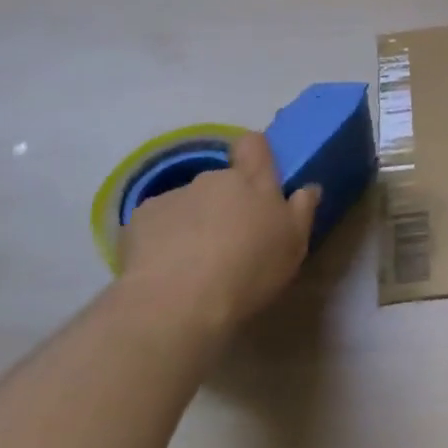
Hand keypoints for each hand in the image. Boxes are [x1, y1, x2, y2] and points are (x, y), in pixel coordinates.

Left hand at [116, 131, 318, 353]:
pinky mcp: (140, 218)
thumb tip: (308, 187)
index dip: (255, 154)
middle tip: (228, 241)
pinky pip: (156, 222)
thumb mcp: (293, 246)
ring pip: (188, 202)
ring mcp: (175, 195)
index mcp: (254, 182)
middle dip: (224, 203)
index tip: (257, 179)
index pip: (255, 144)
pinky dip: (160, 238)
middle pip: (222, 180)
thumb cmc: (248, 271)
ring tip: (191, 263)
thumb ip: (302, 210)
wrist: (177, 303)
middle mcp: (214, 179)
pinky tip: (162, 269)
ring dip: (192, 221)